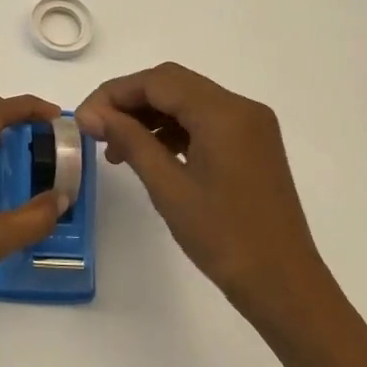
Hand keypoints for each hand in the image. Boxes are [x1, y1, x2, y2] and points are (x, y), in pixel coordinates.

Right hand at [75, 63, 327, 325]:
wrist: (283, 285)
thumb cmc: (223, 237)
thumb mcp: (168, 187)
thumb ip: (130, 140)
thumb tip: (91, 114)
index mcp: (224, 113)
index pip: (157, 81)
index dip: (114, 93)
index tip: (84, 119)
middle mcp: (241, 108)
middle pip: (172, 84)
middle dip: (129, 101)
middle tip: (96, 130)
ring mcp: (251, 126)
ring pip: (187, 101)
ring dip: (149, 115)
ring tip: (117, 149)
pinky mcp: (252, 145)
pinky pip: (204, 121)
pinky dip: (173, 129)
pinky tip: (149, 154)